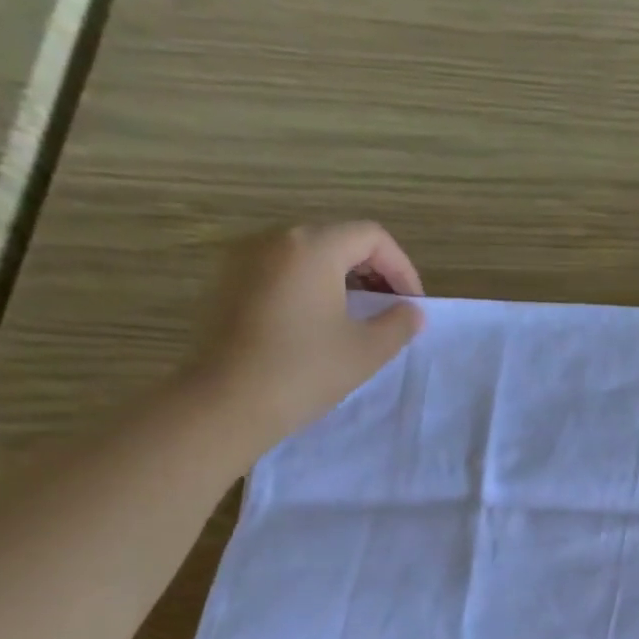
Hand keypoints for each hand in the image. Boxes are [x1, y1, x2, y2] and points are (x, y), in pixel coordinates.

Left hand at [184, 221, 425, 448]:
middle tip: (390, 310)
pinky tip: (318, 324)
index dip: (402, 267)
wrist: (228, 401)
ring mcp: (244, 258)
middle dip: (373, 271)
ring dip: (342, 279)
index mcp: (313, 247)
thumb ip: (399, 323)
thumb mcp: (369, 350)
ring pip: (308, 254)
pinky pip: (281, 270)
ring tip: (357, 317)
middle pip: (338, 239)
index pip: (372, 237)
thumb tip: (410, 311)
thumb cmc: (306, 370)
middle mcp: (275, 239)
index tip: (412, 305)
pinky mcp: (227, 281)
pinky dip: (310, 286)